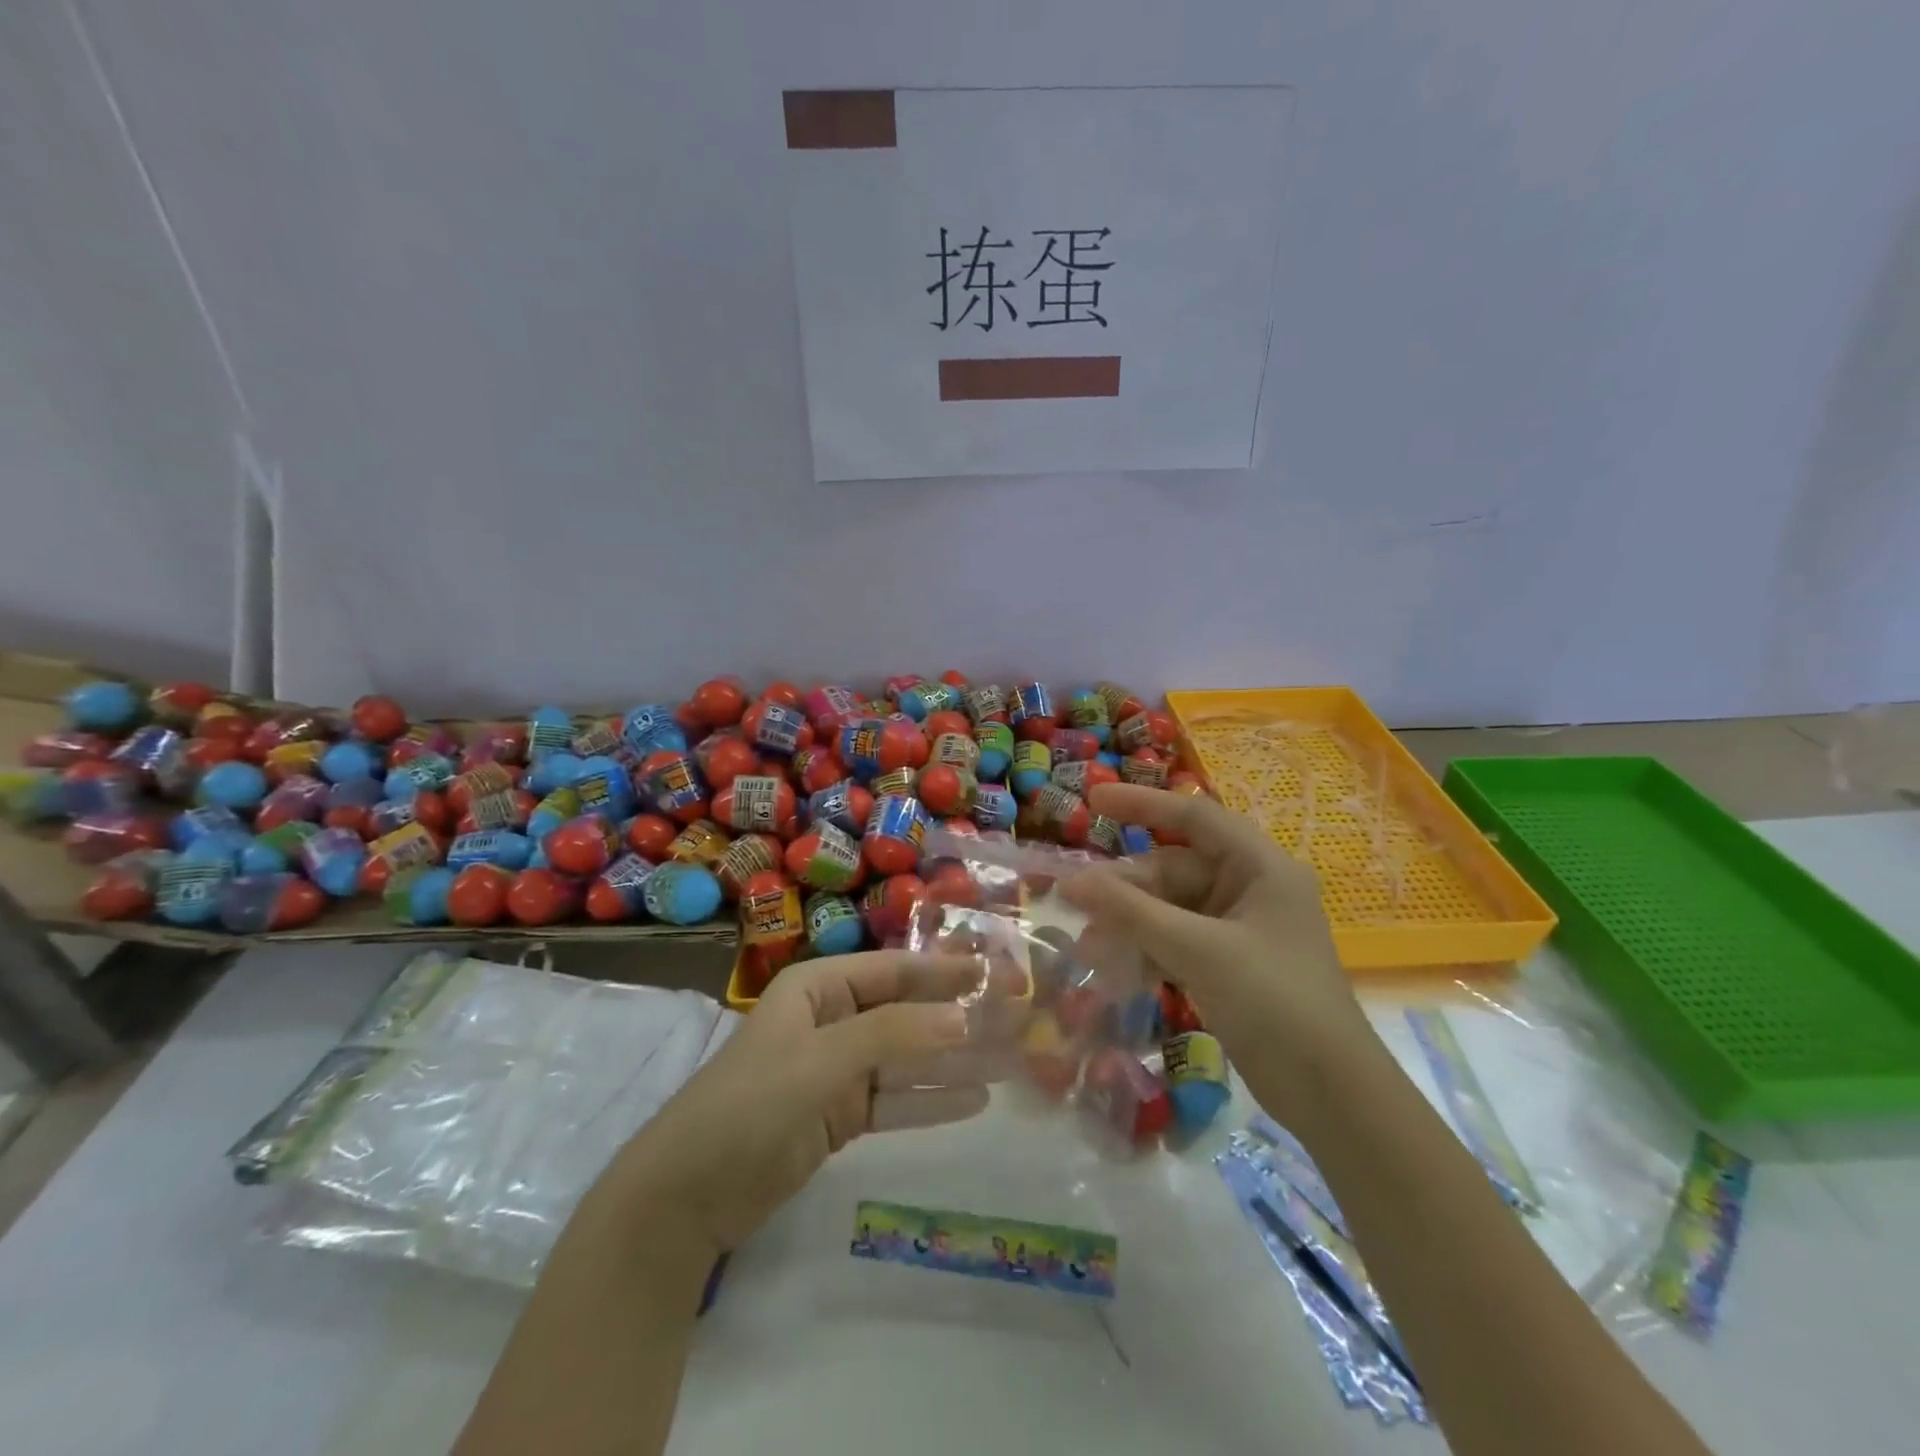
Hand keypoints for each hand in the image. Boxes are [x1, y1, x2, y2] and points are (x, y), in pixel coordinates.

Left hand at [611, 950, 989, 1258]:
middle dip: (955, 1014)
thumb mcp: (821, 1061)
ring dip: (952, 1060)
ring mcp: (835, 1071)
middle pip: (904, 1012)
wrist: (684, 1198)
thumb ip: (893, 1035)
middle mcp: (830, 1021)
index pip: (892, 970)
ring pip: (905, 1058)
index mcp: (817, 988)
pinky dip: (930, 1100)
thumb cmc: (750, 1106)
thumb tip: (962, 1016)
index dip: (942, 969)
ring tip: (1007, 1059)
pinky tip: (974, 1100)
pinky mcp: (838, 1117)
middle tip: (1013, 1015)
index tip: (992, 971)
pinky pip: (894, 1101)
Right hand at [1062, 783, 1377, 1119]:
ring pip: (1169, 909)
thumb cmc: (1273, 1001)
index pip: (1194, 818)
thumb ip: (1131, 912)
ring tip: (1089, 947)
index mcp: (1260, 867)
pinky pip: (1175, 940)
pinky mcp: (1227, 964)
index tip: (1092, 798)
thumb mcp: (1198, 950)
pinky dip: (1146, 950)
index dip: (1142, 804)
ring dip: (1130, 924)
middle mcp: (1249, 889)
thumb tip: (1070, 882)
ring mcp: (1238, 929)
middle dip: (1126, 888)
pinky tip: (1115, 969)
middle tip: (1077, 904)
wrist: (1330, 1094)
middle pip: (1174, 870)